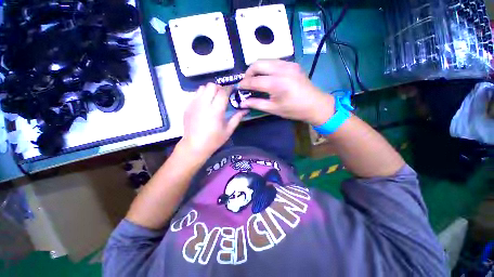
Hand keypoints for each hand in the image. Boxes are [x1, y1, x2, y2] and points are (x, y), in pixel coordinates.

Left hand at [181, 83, 246, 158]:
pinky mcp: (188, 107)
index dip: (229, 88)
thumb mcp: (228, 130)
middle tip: (223, 96)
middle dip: (219, 88)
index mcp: (216, 110)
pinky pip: (196, 94)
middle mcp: (204, 104)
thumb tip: (246, 110)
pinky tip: (205, 105)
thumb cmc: (214, 140)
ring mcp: (194, 104)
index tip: (233, 89)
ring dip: (210, 90)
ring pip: (202, 88)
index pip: (223, 92)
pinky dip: (203, 95)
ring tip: (214, 99)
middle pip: (212, 86)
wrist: (195, 146)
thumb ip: (237, 118)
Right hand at [239, 60, 334, 125]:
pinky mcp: (292, 63)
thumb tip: (242, 103)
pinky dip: (266, 67)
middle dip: (248, 73)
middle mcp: (281, 69)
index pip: (253, 80)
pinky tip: (267, 77)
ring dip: (257, 69)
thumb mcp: (273, 109)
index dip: (244, 84)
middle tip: (246, 83)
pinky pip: (274, 61)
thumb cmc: (294, 110)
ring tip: (255, 80)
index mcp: (276, 84)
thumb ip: (256, 104)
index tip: (239, 88)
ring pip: (265, 60)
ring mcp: (288, 64)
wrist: (315, 104)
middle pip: (257, 64)